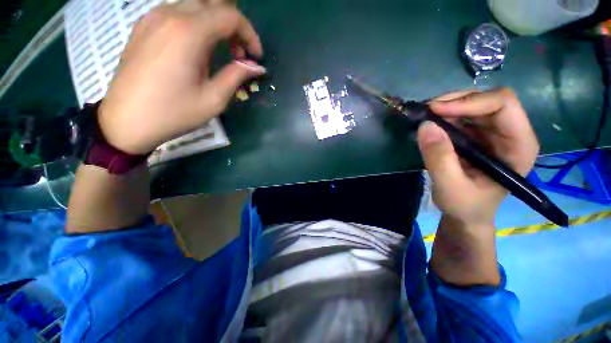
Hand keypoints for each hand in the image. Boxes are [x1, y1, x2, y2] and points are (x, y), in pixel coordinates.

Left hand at [99, 1, 264, 154]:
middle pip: (212, 3)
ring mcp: (153, 18)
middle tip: (239, 53)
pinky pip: (177, 12)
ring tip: (221, 51)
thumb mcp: (214, 99)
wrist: (127, 121)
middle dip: (233, 25)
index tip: (256, 57)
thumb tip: (256, 67)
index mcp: (189, 32)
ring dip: (215, 23)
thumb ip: (236, 76)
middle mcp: (170, 15)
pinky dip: (196, 23)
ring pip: (194, 4)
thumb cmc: (174, 113)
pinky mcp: (144, 26)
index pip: (230, 16)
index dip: (250, 35)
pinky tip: (197, 48)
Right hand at [417, 88, 539, 227]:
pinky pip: (459, 116)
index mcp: (518, 145)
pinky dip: (441, 116)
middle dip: (454, 102)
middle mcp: (509, 132)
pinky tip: (428, 125)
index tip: (435, 111)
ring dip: (445, 108)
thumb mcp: (450, 186)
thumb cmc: (466, 205)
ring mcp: (491, 132)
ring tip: (423, 118)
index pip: (503, 105)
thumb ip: (439, 158)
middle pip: (486, 100)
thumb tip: (425, 126)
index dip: (470, 102)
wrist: (465, 213)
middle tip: (424, 112)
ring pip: (471, 104)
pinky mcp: (475, 135)